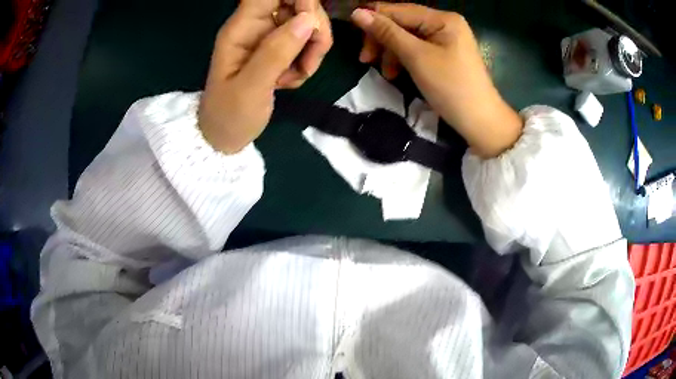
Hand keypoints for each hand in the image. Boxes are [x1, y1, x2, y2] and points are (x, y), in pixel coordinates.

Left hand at [199, 0, 331, 153]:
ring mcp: (270, 36)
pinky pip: (307, 42)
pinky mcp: (280, 49)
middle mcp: (257, 25)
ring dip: (314, 48)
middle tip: (309, 63)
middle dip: (314, 29)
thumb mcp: (250, 88)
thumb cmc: (229, 115)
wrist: (225, 137)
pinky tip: (293, 80)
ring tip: (297, 77)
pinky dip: (308, 60)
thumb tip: (307, 20)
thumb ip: (275, 53)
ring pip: (308, 23)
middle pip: (299, 4)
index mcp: (242, 27)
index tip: (310, 24)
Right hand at [351, 3, 522, 157]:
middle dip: (382, 39)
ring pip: (406, 37)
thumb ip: (387, 33)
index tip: (354, 38)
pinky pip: (416, 49)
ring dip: (391, 52)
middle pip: (402, 23)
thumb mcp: (416, 57)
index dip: (373, 20)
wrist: (480, 121)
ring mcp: (445, 38)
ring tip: (386, 73)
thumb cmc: (451, 87)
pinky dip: (403, 59)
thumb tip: (357, 13)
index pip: (398, 10)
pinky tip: (396, 73)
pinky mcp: (444, 53)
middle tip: (365, 60)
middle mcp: (444, 23)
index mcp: (442, 19)